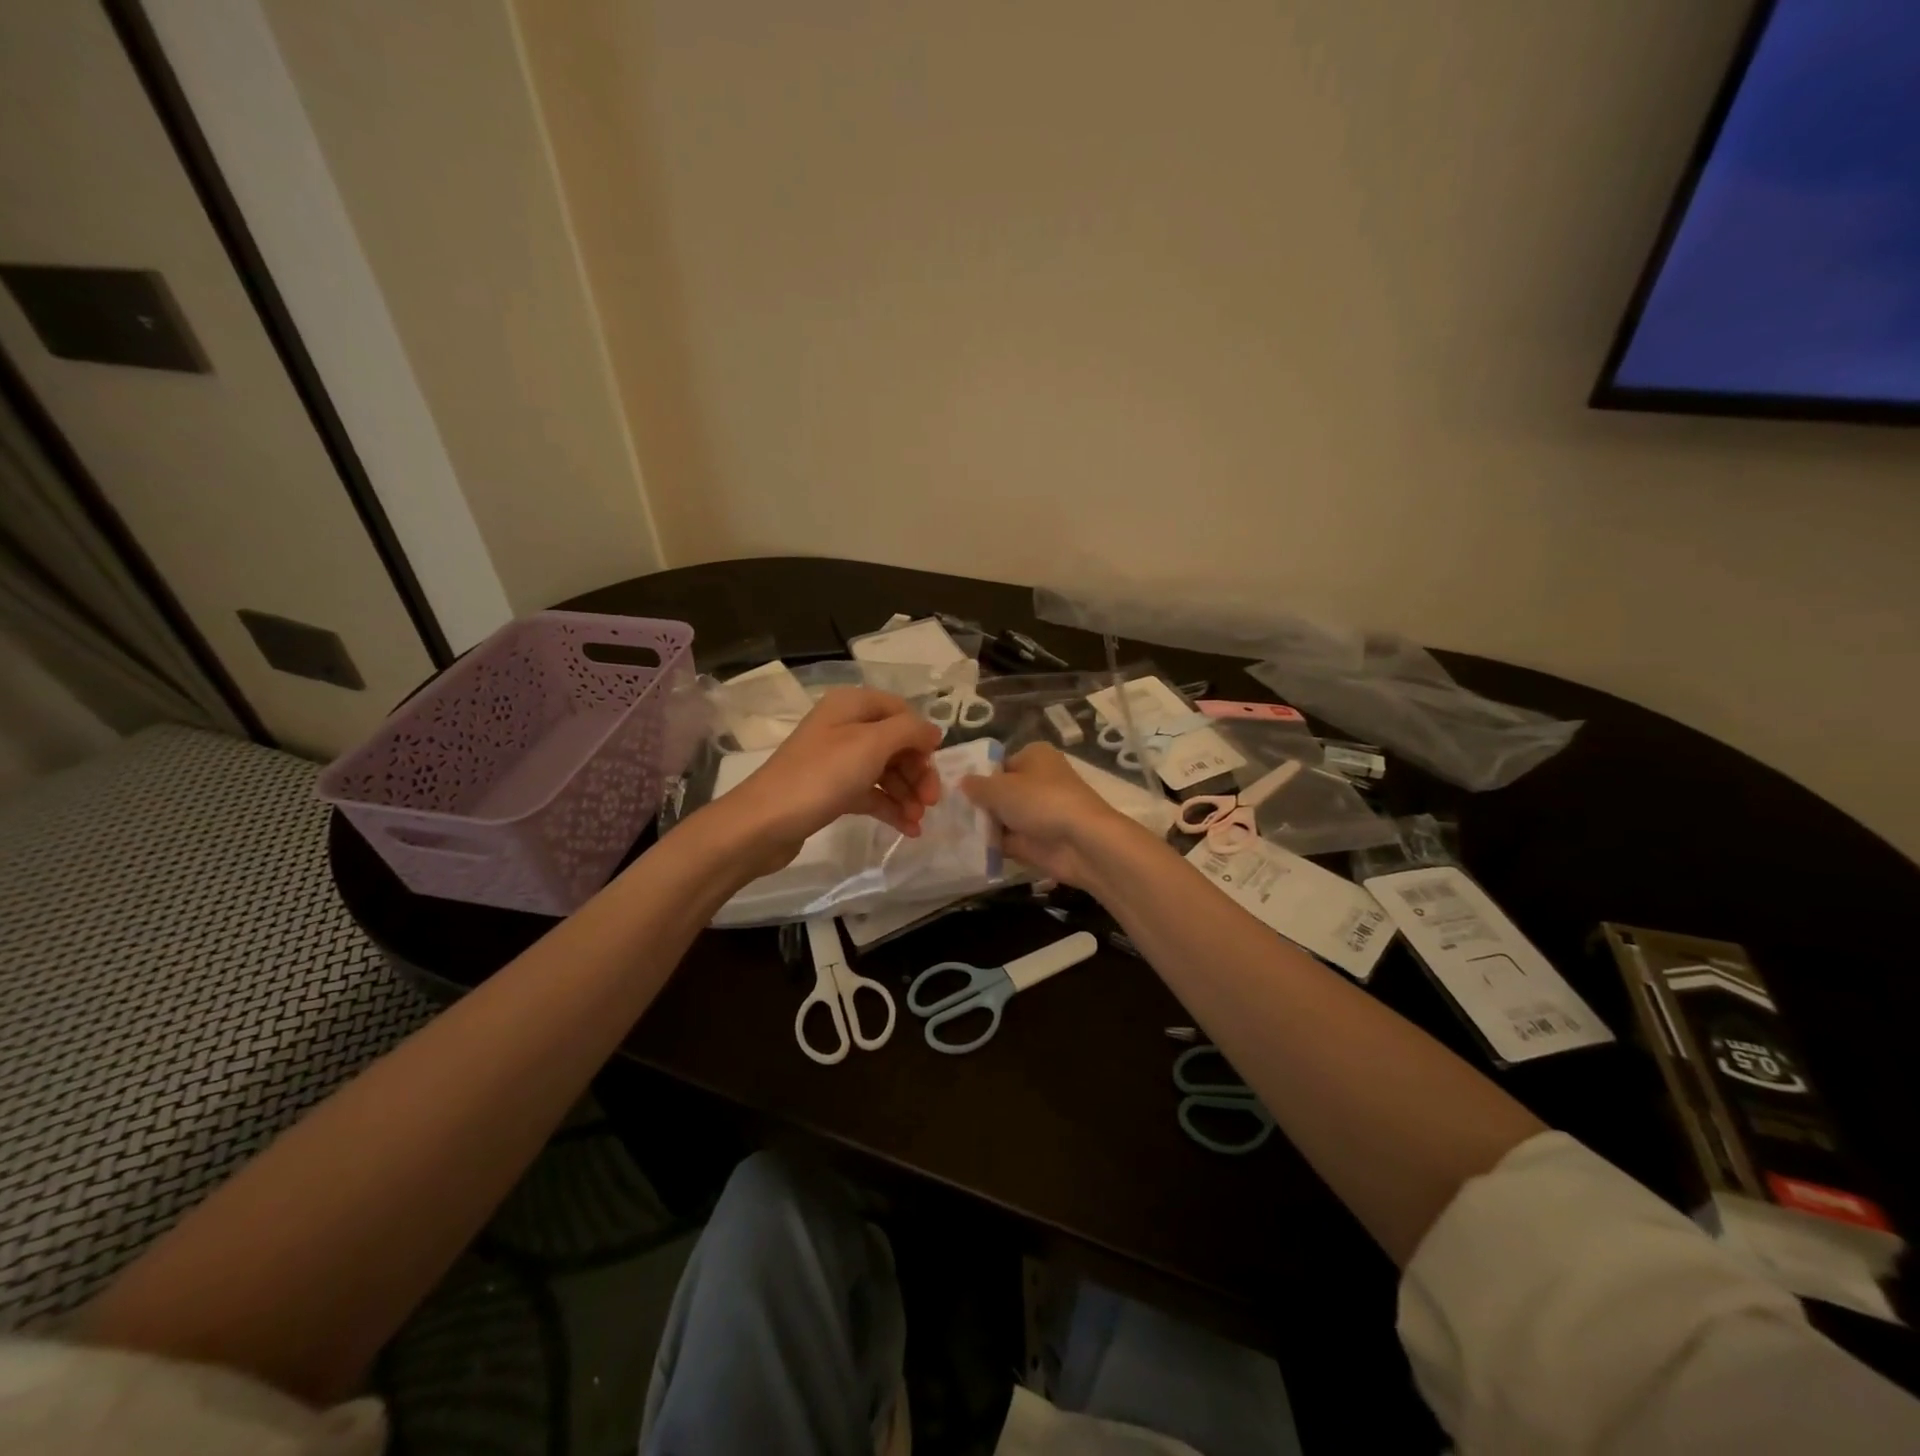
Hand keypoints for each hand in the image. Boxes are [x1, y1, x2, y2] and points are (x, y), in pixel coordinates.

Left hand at [708, 688, 943, 871]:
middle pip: (895, 743)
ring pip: (885, 771)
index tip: (934, 766)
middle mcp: (844, 727)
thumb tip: (933, 732)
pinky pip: (871, 794)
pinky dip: (891, 808)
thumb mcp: (871, 744)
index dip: (921, 737)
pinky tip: (909, 829)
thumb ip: (909, 731)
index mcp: (851, 705)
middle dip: (917, 771)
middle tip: (932, 801)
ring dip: (907, 793)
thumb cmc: (821, 776)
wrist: (764, 823)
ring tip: (919, 820)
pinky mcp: (832, 791)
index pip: (900, 711)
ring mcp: (837, 760)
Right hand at [960, 742, 1134, 887]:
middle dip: (977, 803)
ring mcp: (1038, 812)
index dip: (976, 775)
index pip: (998, 763)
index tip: (951, 788)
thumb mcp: (1000, 788)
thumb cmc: (1040, 801)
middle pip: (1000, 791)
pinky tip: (964, 847)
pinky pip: (1008, 840)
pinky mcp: (1038, 840)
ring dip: (982, 825)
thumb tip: (962, 781)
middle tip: (945, 811)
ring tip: (948, 829)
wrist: (1081, 842)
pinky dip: (991, 844)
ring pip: (1003, 816)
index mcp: (1034, 756)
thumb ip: (977, 786)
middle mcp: (1038, 780)